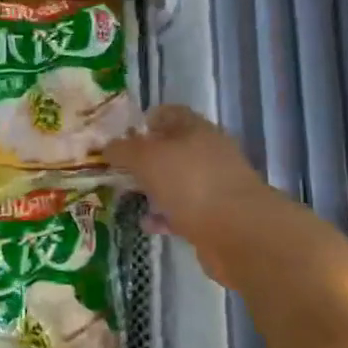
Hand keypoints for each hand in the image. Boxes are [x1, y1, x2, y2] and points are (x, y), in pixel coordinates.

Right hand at [105, 105, 266, 246]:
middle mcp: (209, 153)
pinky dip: (165, 216)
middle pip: (173, 149)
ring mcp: (215, 186)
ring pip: (177, 181)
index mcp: (196, 130)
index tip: (123, 134)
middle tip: (118, 167)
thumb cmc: (190, 183)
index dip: (146, 119)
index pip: (170, 113)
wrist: (239, 234)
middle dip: (146, 158)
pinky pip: (184, 211)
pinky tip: (147, 223)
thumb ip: (123, 150)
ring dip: (154, 188)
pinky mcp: (216, 217)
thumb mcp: (146, 159)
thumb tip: (107, 146)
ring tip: (127, 195)